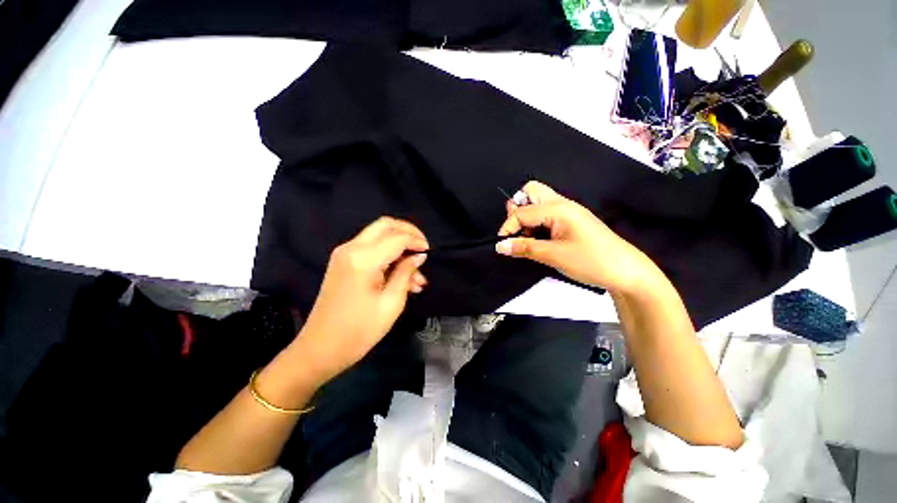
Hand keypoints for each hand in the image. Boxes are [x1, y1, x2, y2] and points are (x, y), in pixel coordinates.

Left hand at [293, 217, 428, 383]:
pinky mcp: (344, 262)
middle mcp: (351, 248)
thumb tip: (419, 256)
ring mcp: (344, 254)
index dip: (416, 241)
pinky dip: (389, 255)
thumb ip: (406, 273)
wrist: (320, 349)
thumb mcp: (391, 303)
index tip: (429, 252)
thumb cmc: (359, 330)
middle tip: (423, 247)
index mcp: (363, 259)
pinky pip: (371, 249)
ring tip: (416, 276)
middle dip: (408, 232)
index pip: (397, 237)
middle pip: (385, 225)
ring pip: (379, 235)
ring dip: (399, 248)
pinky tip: (402, 276)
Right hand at [496, 181, 662, 294]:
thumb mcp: (554, 255)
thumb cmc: (590, 261)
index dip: (507, 227)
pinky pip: (545, 212)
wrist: (625, 271)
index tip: (502, 245)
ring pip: (538, 201)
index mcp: (558, 208)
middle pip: (531, 191)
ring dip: (526, 216)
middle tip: (518, 231)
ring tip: (528, 238)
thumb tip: (499, 246)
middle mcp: (562, 203)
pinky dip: (535, 222)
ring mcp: (567, 211)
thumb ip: (524, 248)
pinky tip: (539, 239)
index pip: (521, 211)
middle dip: (517, 209)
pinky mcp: (570, 220)